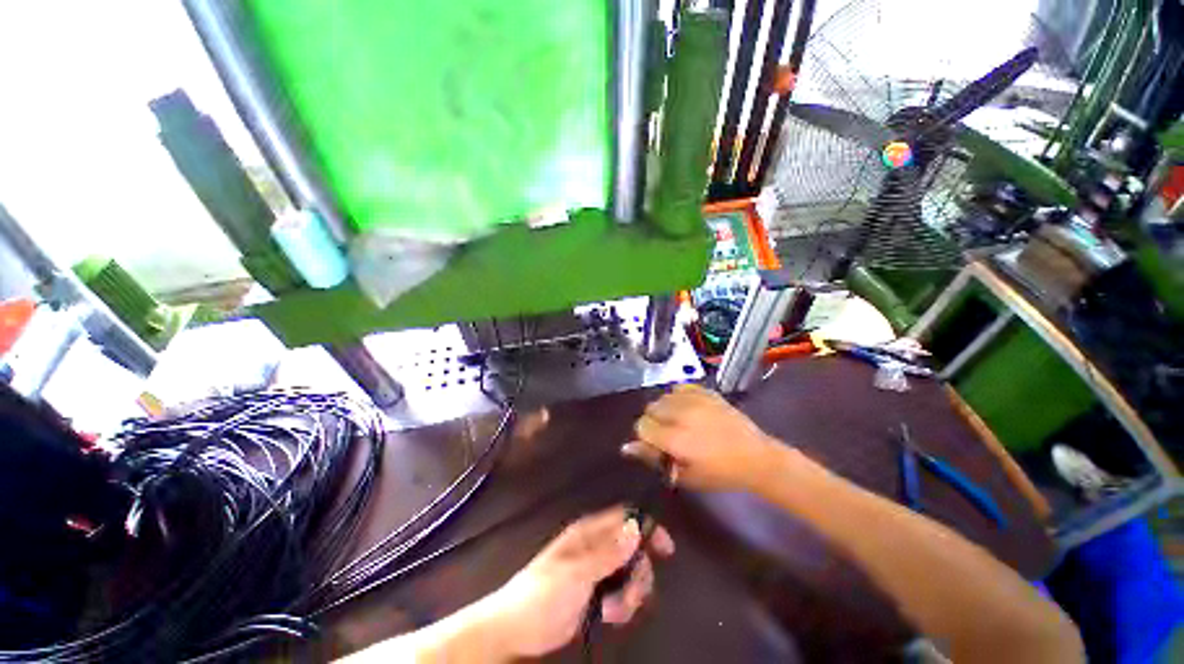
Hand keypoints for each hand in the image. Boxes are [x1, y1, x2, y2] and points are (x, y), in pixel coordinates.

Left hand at [477, 506, 674, 658]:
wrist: (516, 630)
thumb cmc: (542, 595)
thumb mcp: (576, 574)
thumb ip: (607, 553)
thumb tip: (636, 528)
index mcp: (588, 533)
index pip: (624, 518)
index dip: (646, 527)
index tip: (666, 549)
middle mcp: (595, 546)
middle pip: (632, 548)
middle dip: (639, 571)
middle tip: (631, 594)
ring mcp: (596, 570)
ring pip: (629, 572)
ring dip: (631, 593)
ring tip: (614, 611)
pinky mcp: (595, 593)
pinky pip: (621, 592)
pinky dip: (623, 604)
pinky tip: (610, 616)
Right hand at [624, 384, 780, 491]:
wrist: (755, 457)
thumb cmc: (719, 473)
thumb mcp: (684, 476)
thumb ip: (653, 458)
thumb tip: (626, 447)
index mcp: (675, 438)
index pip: (642, 425)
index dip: (647, 436)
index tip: (658, 445)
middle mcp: (681, 414)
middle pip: (650, 408)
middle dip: (655, 421)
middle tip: (670, 434)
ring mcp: (695, 399)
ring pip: (663, 396)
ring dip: (666, 409)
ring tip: (681, 421)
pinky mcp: (706, 391)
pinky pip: (680, 387)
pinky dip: (679, 396)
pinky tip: (689, 408)